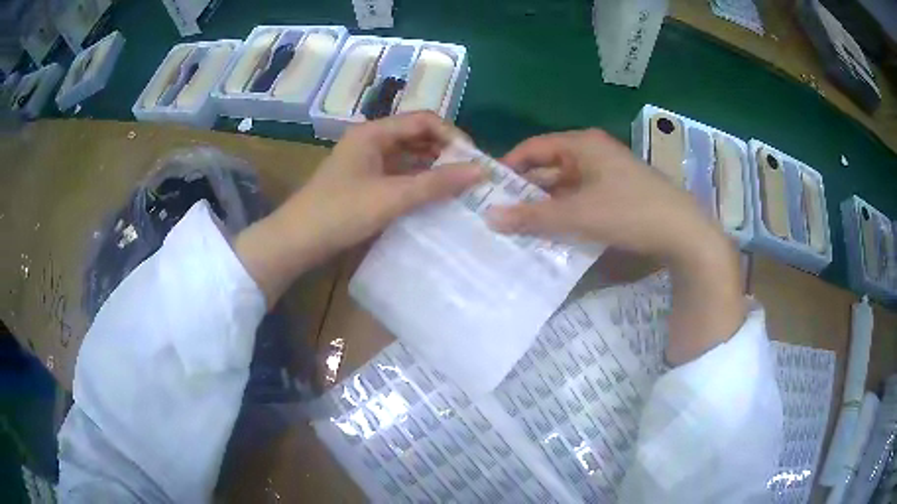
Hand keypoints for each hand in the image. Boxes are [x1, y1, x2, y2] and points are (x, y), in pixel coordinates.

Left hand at [236, 112, 482, 305]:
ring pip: (408, 156)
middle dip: (445, 152)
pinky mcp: (363, 181)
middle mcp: (371, 140)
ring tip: (458, 187)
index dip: (452, 135)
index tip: (474, 159)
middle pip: (417, 136)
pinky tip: (433, 197)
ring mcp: (366, 161)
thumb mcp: (392, 197)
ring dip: (432, 168)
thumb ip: (436, 183)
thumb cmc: (341, 212)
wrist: (297, 241)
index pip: (424, 120)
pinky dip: (417, 181)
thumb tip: (480, 170)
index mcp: (374, 132)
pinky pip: (398, 173)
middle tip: (470, 175)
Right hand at [490, 129, 744, 364]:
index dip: (508, 167)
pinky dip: (567, 214)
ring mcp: (607, 174)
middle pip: (548, 168)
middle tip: (500, 216)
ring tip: (521, 229)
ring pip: (565, 187)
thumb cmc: (631, 212)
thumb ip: (535, 217)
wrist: (684, 233)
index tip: (488, 191)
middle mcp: (593, 153)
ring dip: (546, 206)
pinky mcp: (618, 194)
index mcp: (582, 145)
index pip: (533, 148)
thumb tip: (490, 217)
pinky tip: (555, 234)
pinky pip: (582, 199)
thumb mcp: (580, 215)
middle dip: (526, 192)